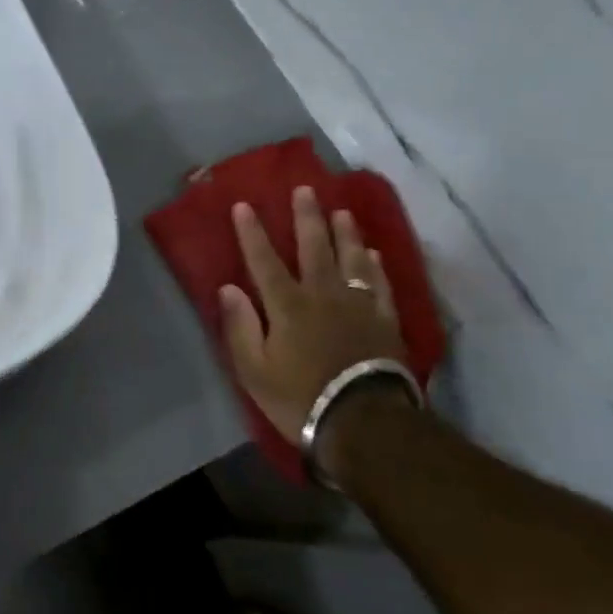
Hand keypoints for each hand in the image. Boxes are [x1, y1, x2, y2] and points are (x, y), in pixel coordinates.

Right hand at [220, 189, 412, 462]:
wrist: (365, 424)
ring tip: (342, 211)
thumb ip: (240, 327)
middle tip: (306, 189)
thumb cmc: (301, 398)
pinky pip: (379, 285)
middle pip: (314, 248)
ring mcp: (358, 306)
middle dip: (307, 217)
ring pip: (351, 259)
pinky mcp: (385, 322)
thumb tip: (228, 288)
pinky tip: (373, 253)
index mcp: (287, 305)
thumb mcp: (254, 370)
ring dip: (345, 233)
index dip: (252, 232)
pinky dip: (375, 265)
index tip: (244, 205)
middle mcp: (323, 295)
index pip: (264, 260)